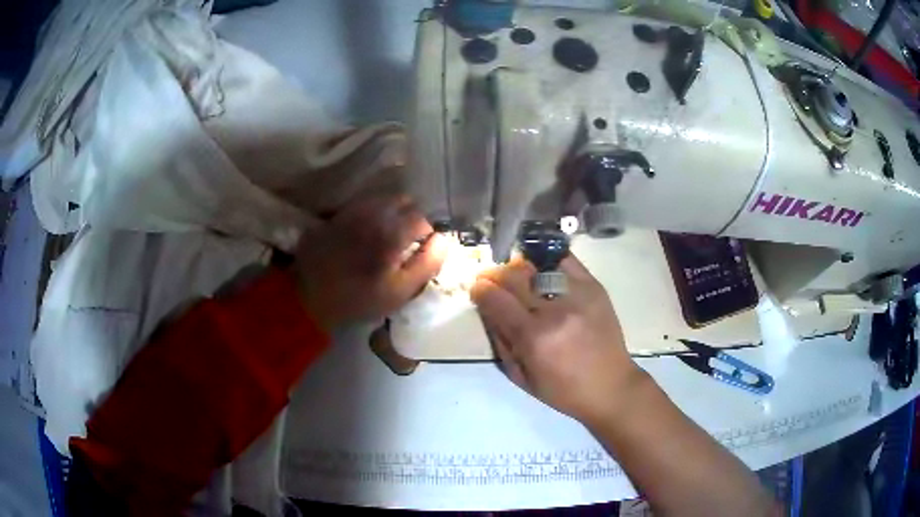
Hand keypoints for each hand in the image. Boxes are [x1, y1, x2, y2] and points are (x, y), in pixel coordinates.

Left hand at [292, 195, 447, 329]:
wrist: (310, 296)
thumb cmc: (359, 299)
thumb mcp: (400, 291)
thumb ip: (427, 263)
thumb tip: (444, 240)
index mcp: (392, 232)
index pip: (423, 217)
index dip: (427, 232)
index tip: (422, 248)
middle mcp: (373, 213)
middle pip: (404, 200)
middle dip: (411, 216)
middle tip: (407, 240)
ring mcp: (352, 210)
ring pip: (383, 199)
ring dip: (392, 212)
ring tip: (388, 235)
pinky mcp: (337, 214)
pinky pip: (363, 204)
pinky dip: (373, 213)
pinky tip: (367, 233)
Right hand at [470, 255, 646, 425]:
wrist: (610, 386)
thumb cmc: (563, 390)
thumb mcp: (521, 377)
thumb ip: (500, 340)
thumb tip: (487, 308)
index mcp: (534, 338)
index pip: (497, 300)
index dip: (481, 290)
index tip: (477, 289)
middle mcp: (555, 311)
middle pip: (514, 276)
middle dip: (496, 274)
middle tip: (492, 279)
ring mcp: (577, 295)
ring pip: (538, 265)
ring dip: (521, 267)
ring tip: (518, 274)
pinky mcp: (594, 287)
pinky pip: (565, 261)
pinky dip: (549, 261)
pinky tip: (543, 268)